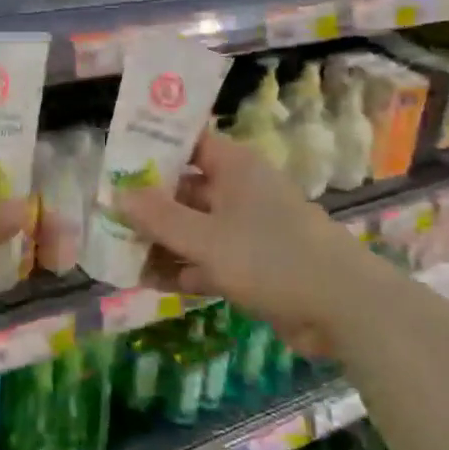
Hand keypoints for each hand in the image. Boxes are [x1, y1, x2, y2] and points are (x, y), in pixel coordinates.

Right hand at [120, 130, 370, 358]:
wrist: (341, 307)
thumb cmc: (271, 256)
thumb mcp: (206, 238)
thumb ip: (160, 218)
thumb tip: (118, 193)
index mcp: (234, 166)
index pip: (187, 142)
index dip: (153, 147)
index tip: (117, 160)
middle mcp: (239, 189)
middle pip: (186, 188)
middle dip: (149, 203)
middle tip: (107, 214)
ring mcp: (247, 228)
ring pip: (194, 227)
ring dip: (162, 240)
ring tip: (119, 253)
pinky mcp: (253, 264)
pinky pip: (208, 258)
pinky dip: (184, 267)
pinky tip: (150, 281)